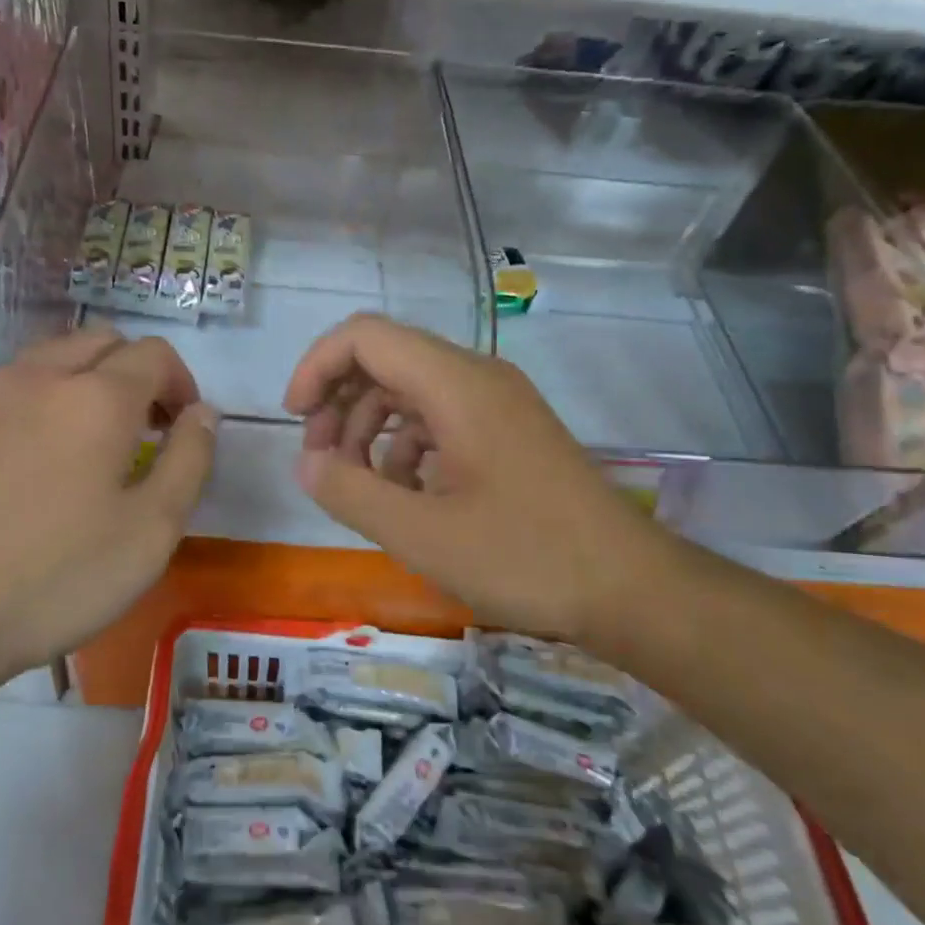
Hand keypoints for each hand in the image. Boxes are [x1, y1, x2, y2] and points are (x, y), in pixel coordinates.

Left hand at [0, 329, 216, 677]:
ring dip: (90, 379)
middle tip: (148, 429)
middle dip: (137, 371)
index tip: (184, 429)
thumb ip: (190, 461)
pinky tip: (44, 461)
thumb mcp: (151, 530)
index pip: (154, 354)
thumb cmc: (57, 576)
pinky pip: (17, 387)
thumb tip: (204, 413)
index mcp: (97, 396)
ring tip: (98, 440)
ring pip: (55, 356)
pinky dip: (49, 399)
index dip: (182, 383)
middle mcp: (42, 377)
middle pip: (103, 340)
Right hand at [284, 314, 681, 651]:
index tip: (295, 420)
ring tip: (357, 484)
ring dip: (368, 427)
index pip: (365, 337)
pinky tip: (402, 494)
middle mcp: (476, 378)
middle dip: (338, 401)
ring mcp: (496, 404)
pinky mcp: (507, 432)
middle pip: (385, 359)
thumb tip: (306, 463)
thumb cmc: (524, 556)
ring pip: (410, 390)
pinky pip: (438, 419)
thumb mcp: (420, 533)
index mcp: (456, 384)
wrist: (629, 588)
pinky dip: (404, 446)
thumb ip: (349, 492)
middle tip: (320, 460)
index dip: (317, 367)